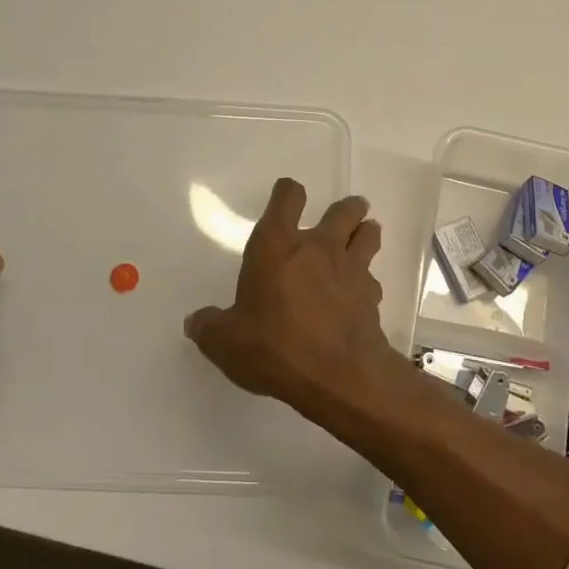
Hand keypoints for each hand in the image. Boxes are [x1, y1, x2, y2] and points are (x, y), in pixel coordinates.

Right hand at [183, 178, 399, 417]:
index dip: (287, 192)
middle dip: (346, 209)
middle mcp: (317, 247)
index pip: (287, 198)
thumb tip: (196, 322)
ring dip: (366, 232)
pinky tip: (360, 294)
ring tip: (364, 235)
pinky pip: (372, 278)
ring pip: (368, 234)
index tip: (287, 195)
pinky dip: (367, 282)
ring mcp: (350, 269)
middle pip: (342, 210)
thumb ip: (209, 327)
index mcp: (276, 246)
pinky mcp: (371, 296)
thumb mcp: (225, 342)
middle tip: (345, 213)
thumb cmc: (275, 347)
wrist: (337, 375)